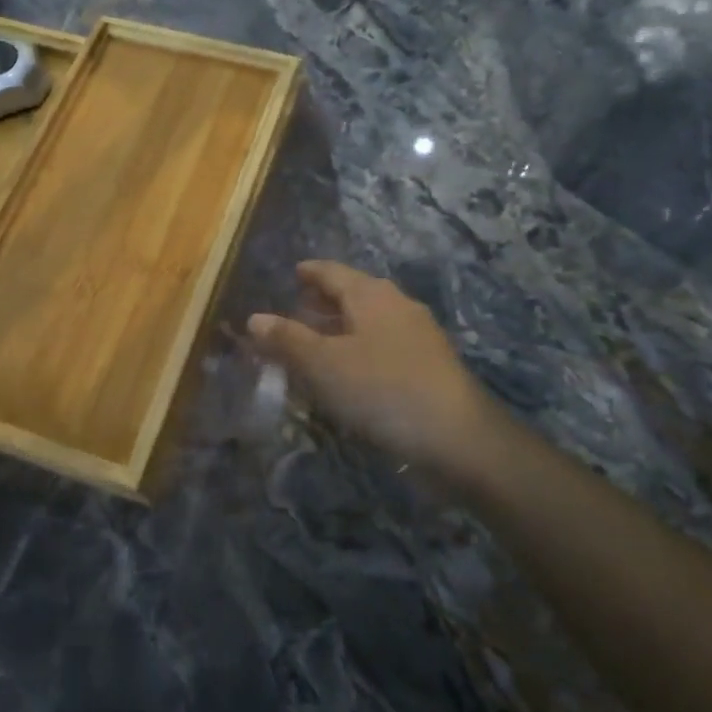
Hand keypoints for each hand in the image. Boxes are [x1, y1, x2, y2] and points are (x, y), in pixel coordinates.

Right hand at [249, 261, 500, 471]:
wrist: (458, 439)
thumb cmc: (382, 390)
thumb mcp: (323, 365)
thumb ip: (287, 340)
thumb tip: (254, 318)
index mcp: (371, 295)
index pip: (332, 272)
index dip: (310, 272)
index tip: (294, 273)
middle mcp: (397, 306)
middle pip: (354, 295)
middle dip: (324, 302)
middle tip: (297, 311)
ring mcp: (418, 336)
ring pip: (370, 323)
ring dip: (341, 330)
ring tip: (315, 345)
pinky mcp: (428, 367)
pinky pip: (384, 347)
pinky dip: (359, 352)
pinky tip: (348, 375)